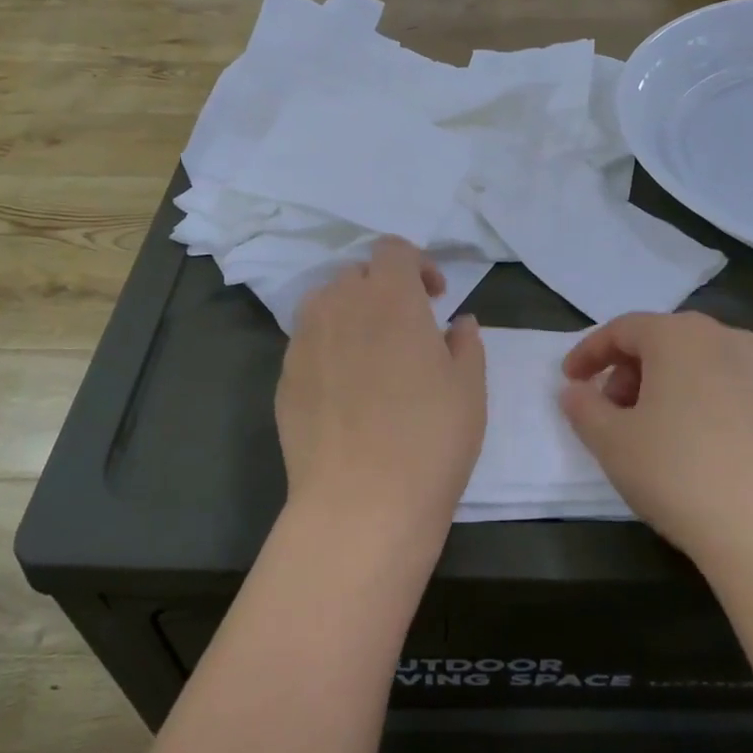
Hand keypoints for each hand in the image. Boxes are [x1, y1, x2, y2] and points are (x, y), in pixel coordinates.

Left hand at [276, 238, 486, 538]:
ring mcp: (304, 341)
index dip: (417, 264)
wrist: (361, 502)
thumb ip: (465, 343)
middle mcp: (339, 304)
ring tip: (373, 355)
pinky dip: (329, 349)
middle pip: (357, 274)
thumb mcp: (469, 388)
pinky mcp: (283, 377)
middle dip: (384, 289)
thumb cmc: (430, 437)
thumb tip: (457, 324)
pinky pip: (308, 344)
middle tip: (407, 328)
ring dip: (351, 314)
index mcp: (389, 296)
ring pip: (326, 305)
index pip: (393, 250)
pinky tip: (346, 392)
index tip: (435, 297)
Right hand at [559, 312, 752, 577]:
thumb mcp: (612, 442)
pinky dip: (700, 404)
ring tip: (651, 434)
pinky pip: (728, 390)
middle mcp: (726, 339)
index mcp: (679, 335)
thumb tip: (575, 391)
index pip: (622, 330)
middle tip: (610, 411)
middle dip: (628, 371)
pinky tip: (696, 450)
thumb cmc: (681, 474)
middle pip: (662, 342)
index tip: (569, 381)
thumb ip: (584, 408)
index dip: (589, 353)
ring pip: (698, 365)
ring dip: (664, 388)